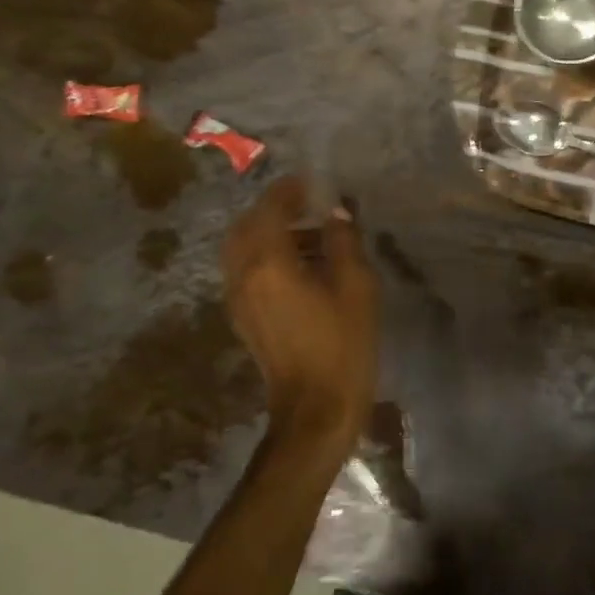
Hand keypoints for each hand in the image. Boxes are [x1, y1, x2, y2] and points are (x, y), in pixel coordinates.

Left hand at [223, 176, 378, 449]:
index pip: (269, 208)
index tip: (314, 183)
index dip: (290, 190)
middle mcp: (243, 275)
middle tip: (309, 205)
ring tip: (312, 235)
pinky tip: (301, 266)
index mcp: (269, 263)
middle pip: (247, 225)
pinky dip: (266, 256)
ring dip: (270, 232)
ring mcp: (238, 299)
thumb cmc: (342, 345)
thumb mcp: (356, 287)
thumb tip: (336, 212)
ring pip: (243, 248)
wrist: (315, 411)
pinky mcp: (244, 318)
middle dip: (274, 209)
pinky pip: (247, 270)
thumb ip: (344, 241)